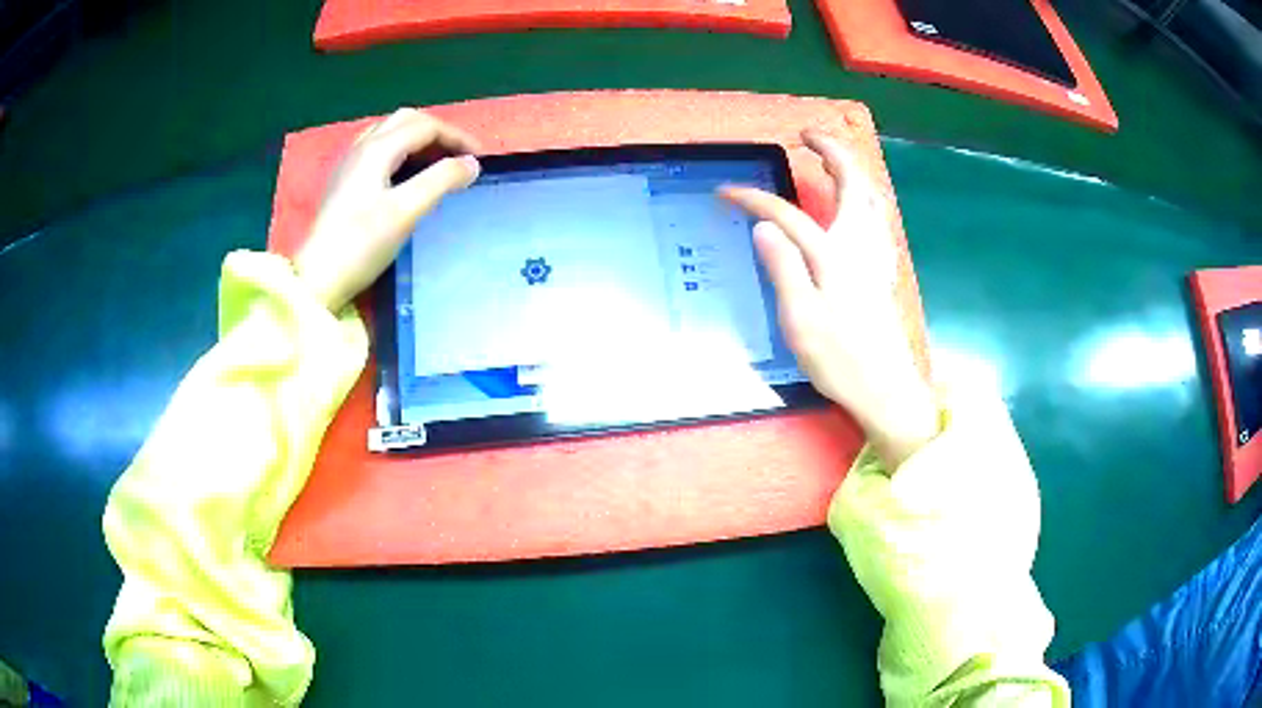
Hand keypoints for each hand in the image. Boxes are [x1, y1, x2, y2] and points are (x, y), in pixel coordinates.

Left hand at [294, 108, 481, 311]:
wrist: (317, 278)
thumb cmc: (361, 244)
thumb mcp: (406, 211)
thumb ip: (441, 180)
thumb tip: (471, 164)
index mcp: (378, 149)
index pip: (426, 126)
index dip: (457, 137)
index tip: (481, 159)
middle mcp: (363, 147)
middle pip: (407, 120)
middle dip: (439, 132)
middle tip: (460, 157)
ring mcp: (350, 163)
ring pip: (391, 132)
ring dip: (420, 140)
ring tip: (439, 163)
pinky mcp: (345, 181)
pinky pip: (379, 149)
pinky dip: (402, 151)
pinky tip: (407, 173)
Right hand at [720, 130, 936, 468]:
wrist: (886, 390)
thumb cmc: (840, 360)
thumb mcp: (801, 319)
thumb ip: (784, 268)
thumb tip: (764, 226)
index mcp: (835, 255)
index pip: (789, 214)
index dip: (755, 200)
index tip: (726, 194)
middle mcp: (860, 245)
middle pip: (852, 184)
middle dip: (832, 152)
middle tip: (807, 136)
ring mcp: (876, 257)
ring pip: (871, 198)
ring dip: (853, 170)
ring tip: (831, 160)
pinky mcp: (882, 271)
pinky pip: (877, 218)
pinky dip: (865, 197)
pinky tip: (856, 206)